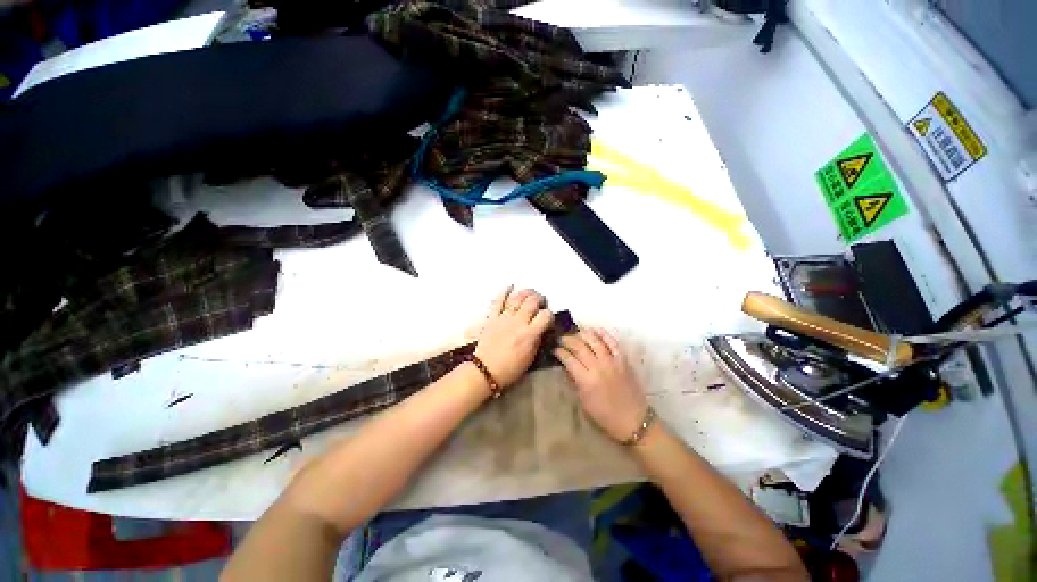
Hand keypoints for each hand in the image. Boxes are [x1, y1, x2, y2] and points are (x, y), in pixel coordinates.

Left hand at [473, 287, 553, 387]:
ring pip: (517, 298)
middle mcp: (518, 322)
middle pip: (532, 302)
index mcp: (529, 334)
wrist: (485, 371)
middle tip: (541, 303)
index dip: (550, 315)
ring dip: (526, 293)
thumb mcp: (530, 357)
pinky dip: (504, 291)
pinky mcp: (492, 317)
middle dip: (539, 299)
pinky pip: (498, 301)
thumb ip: (537, 339)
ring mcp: (504, 318)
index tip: (548, 319)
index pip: (545, 316)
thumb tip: (542, 328)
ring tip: (530, 294)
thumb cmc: (510, 369)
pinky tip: (510, 286)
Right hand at [553, 329, 648, 442]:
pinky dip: (604, 334)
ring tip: (576, 333)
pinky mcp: (623, 360)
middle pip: (579, 346)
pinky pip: (613, 342)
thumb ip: (575, 381)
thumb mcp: (584, 401)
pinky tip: (595, 330)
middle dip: (567, 340)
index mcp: (586, 380)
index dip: (559, 352)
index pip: (568, 358)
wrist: (633, 420)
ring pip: (595, 340)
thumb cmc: (605, 416)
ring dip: (583, 334)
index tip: (554, 349)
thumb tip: (567, 366)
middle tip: (561, 339)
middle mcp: (598, 367)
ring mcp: (612, 361)